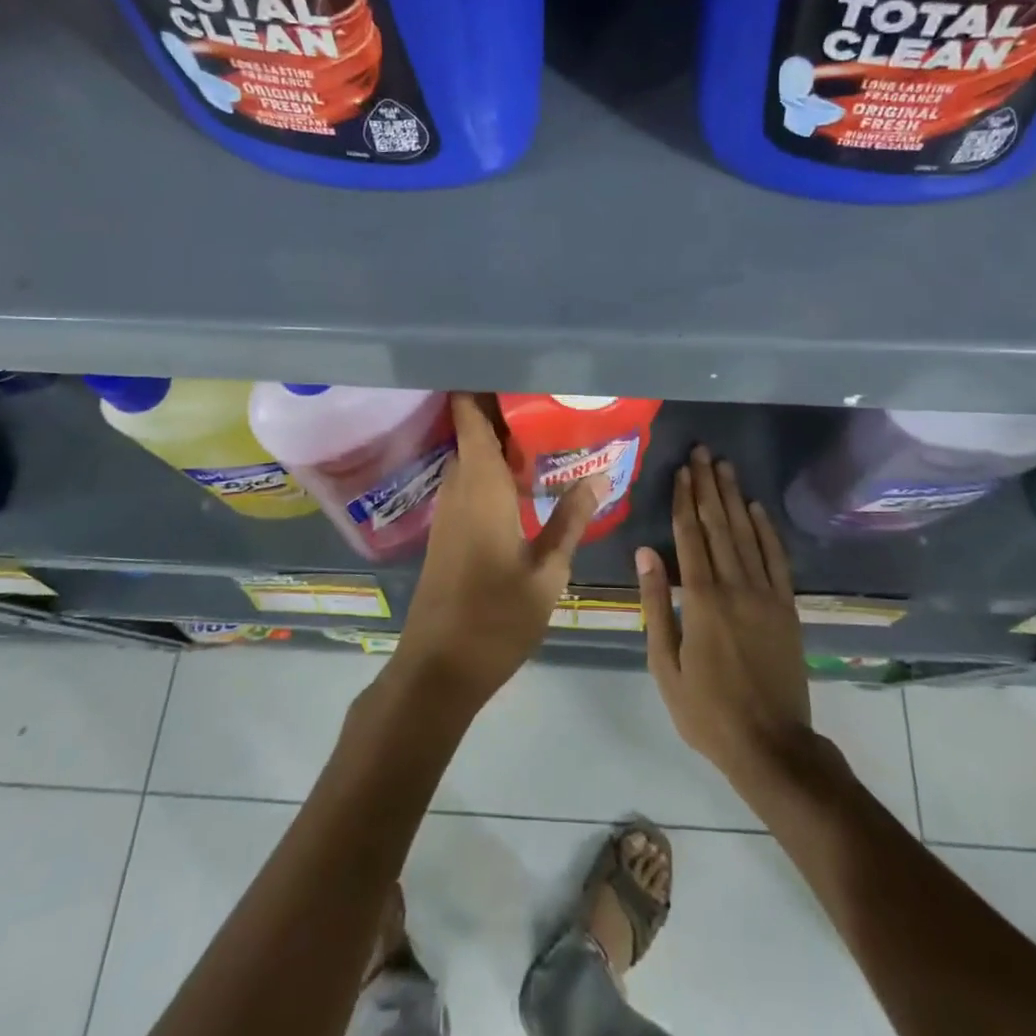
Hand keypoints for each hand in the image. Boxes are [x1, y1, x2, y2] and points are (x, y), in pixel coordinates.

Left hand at [393, 394, 602, 712]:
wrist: (438, 669)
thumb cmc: (496, 617)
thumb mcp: (547, 571)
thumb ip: (571, 519)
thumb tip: (597, 475)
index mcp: (481, 486)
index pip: (470, 416)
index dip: (480, 386)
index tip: (511, 366)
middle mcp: (458, 487)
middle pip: (472, 431)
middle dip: (502, 410)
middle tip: (547, 396)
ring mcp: (448, 510)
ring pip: (470, 456)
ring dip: (498, 440)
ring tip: (544, 428)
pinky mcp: (447, 530)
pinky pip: (469, 480)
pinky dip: (492, 468)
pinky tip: (524, 478)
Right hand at [638, 447, 812, 791]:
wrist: (771, 745)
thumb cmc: (706, 711)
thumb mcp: (665, 664)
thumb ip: (655, 604)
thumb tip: (644, 553)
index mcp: (700, 600)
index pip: (689, 536)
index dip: (684, 500)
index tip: (681, 470)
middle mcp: (734, 586)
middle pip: (719, 525)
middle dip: (708, 486)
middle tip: (703, 452)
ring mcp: (765, 595)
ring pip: (747, 534)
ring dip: (734, 498)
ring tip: (725, 467)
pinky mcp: (787, 607)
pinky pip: (776, 559)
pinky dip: (766, 530)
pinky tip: (757, 508)